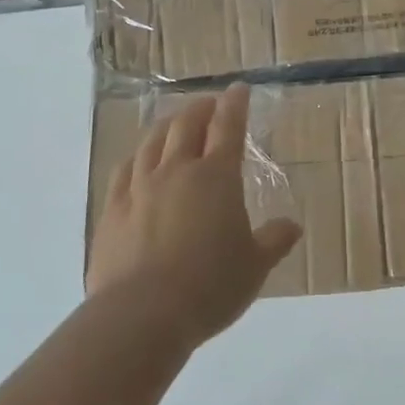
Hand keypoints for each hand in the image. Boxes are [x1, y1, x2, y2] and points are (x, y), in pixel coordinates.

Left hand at [88, 83, 301, 347]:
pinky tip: (137, 159)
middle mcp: (176, 171)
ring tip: (173, 122)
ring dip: (166, 125)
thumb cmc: (210, 286)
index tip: (238, 89)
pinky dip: (136, 156)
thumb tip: (292, 226)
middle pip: (186, 125)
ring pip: (152, 142)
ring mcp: (139, 187)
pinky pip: (123, 170)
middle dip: (200, 109)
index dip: (235, 105)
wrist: (142, 315)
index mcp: (216, 177)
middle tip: (209, 103)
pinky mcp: (111, 209)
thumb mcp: (254, 267)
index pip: (228, 128)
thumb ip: (274, 241)